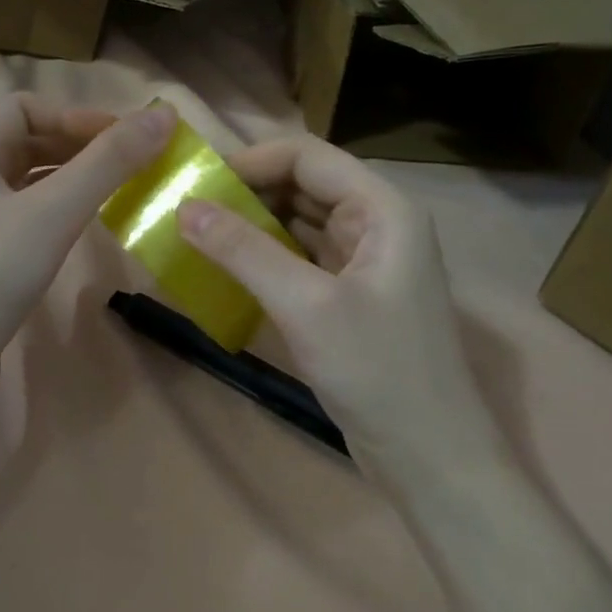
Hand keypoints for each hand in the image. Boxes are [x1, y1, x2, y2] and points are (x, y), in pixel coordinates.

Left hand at [0, 94, 177, 409]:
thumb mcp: (54, 211)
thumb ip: (108, 163)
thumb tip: (164, 115)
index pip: (26, 107)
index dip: (75, 115)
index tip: (123, 139)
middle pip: (29, 142)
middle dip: (79, 145)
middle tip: (129, 164)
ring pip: (30, 184)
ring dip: (72, 179)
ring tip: (116, 192)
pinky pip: (28, 219)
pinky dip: (60, 213)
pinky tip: (83, 231)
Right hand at [177, 134, 497, 478]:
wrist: (427, 454)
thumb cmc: (376, 370)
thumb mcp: (305, 305)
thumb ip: (244, 251)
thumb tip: (184, 207)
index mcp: (382, 210)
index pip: (308, 158)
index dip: (250, 162)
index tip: (196, 183)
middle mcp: (376, 226)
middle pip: (303, 187)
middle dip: (246, 194)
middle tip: (187, 212)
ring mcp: (363, 264)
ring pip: (298, 225)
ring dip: (251, 228)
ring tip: (197, 237)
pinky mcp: (348, 299)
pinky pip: (300, 262)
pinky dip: (264, 261)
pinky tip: (227, 272)